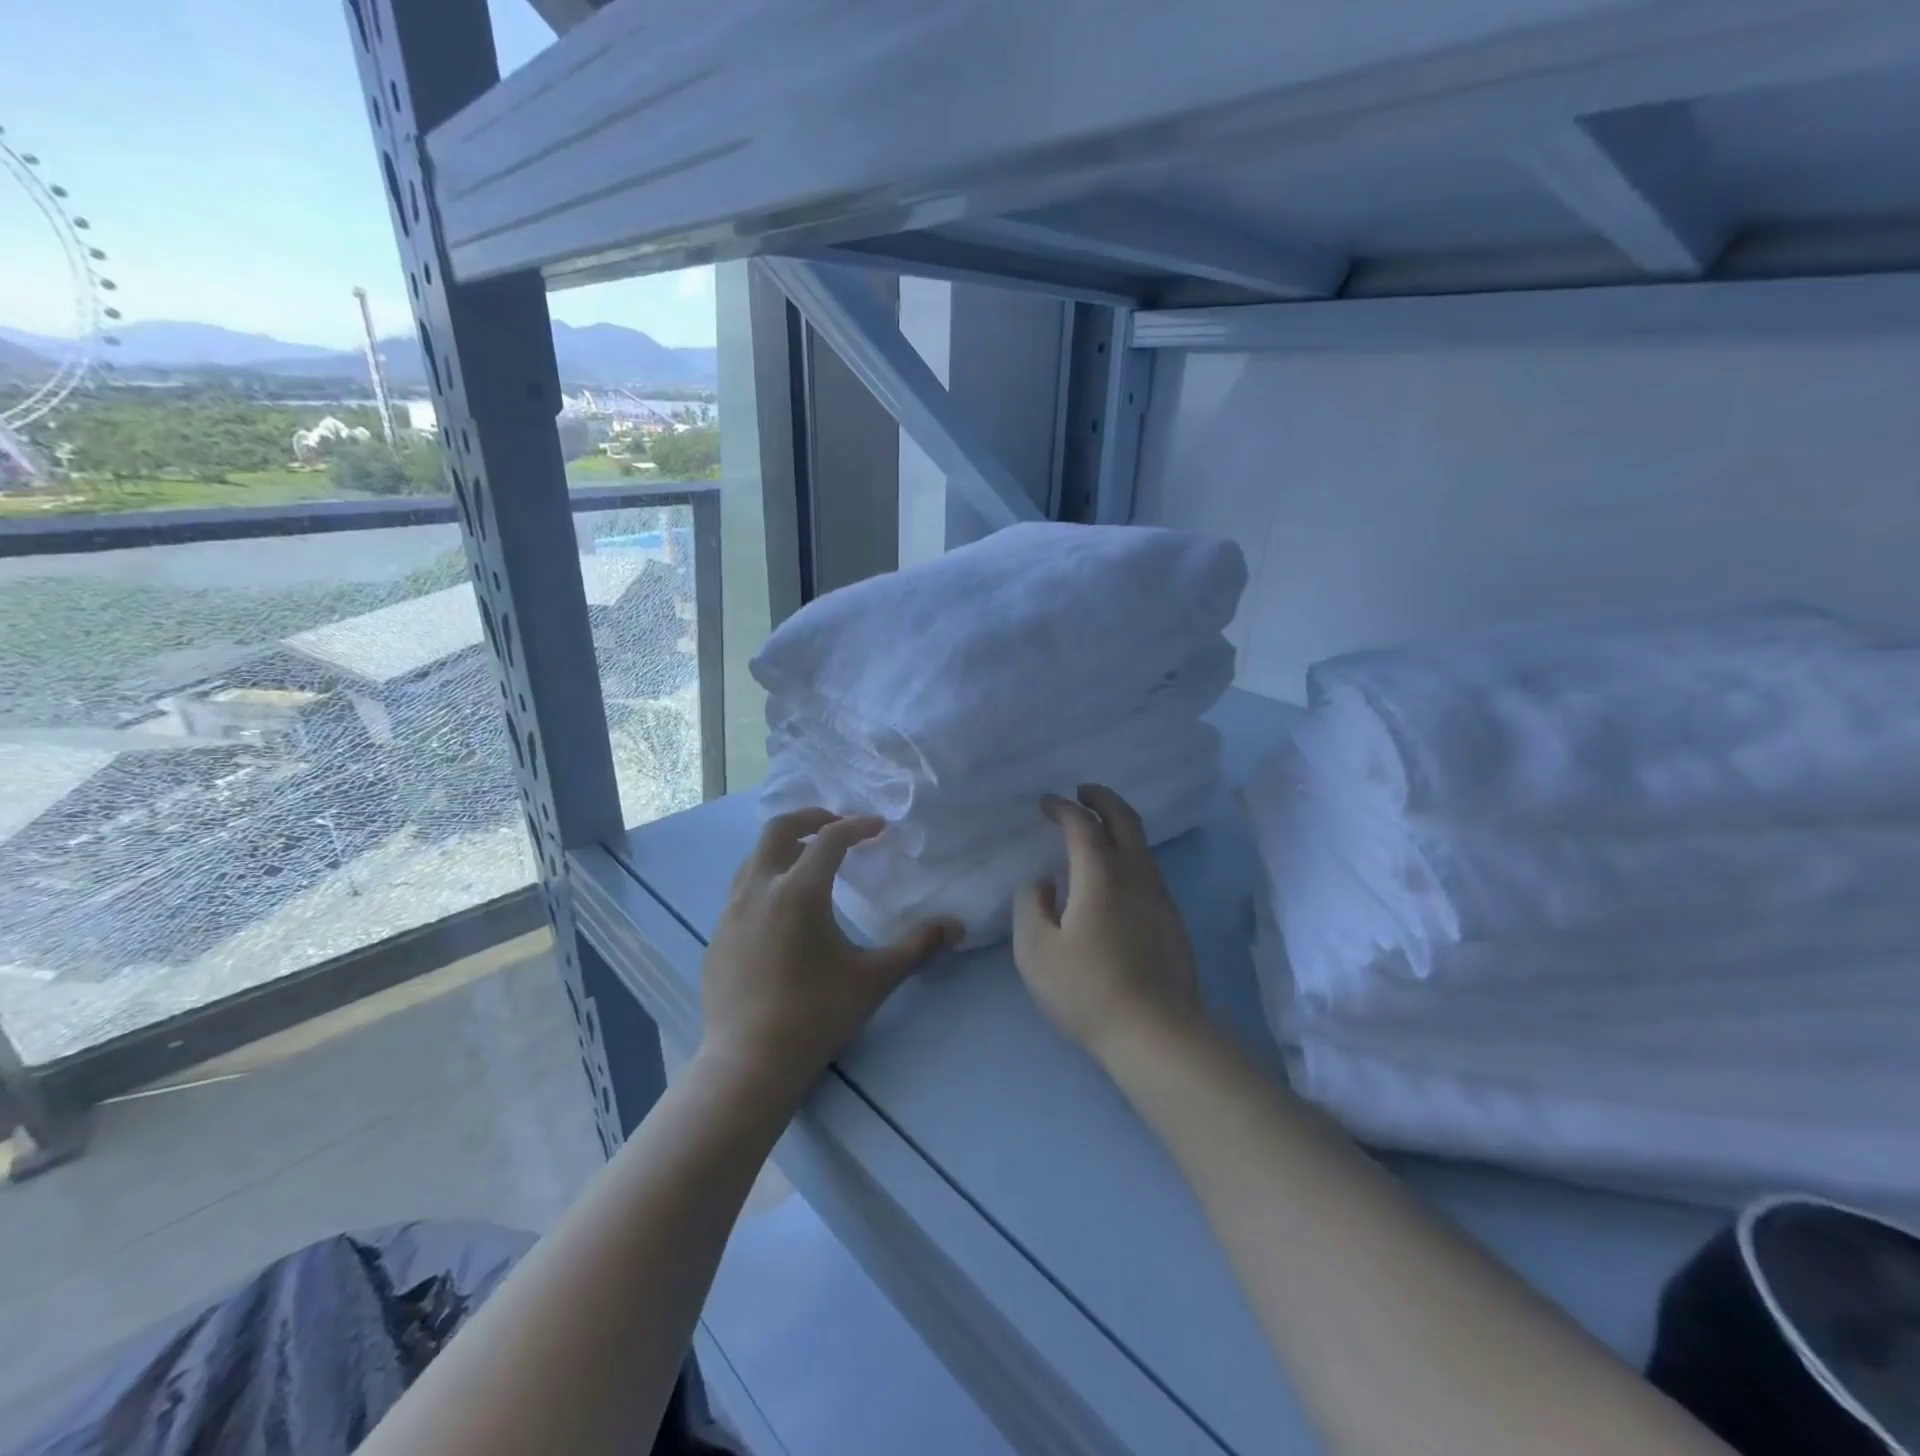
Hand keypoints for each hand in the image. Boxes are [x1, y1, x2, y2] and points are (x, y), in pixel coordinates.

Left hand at [698, 809, 956, 1102]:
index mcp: (799, 891)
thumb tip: (956, 927)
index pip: (830, 839)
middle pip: (779, 829)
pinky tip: (782, 910)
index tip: (878, 828)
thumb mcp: (874, 979)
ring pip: (755, 857)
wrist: (749, 1064)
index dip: (858, 826)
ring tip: (810, 861)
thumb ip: (917, 947)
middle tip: (838, 825)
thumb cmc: (816, 1016)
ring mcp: (730, 911)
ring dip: (785, 847)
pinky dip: (766, 879)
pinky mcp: (717, 934)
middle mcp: (760, 889)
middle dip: (812, 817)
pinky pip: (741, 889)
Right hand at [1012, 785, 1202, 1063]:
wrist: (1157, 1034)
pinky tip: (1112, 878)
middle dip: (1102, 798)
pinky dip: (1128, 854)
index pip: (1082, 825)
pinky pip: (1148, 869)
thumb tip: (1042, 883)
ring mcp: (1160, 896)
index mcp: (1101, 875)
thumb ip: (1030, 906)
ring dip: (1118, 826)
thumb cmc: (1088, 991)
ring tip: (1094, 832)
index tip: (1046, 803)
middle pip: (1125, 819)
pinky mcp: (1172, 920)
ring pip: (1141, 845)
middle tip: (1082, 792)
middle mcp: (1136, 874)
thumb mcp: (1036, 951)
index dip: (1062, 808)